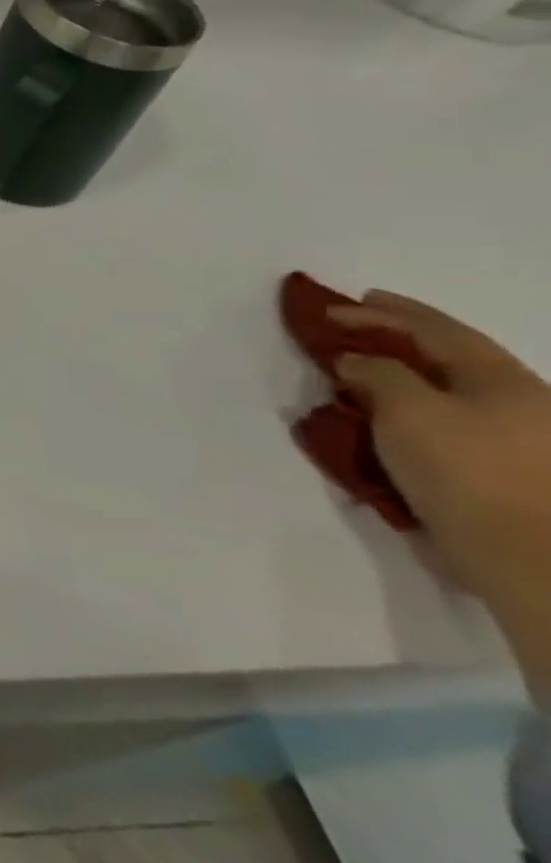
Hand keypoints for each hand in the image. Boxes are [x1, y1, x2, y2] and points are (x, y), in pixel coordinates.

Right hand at [332, 292, 550, 620]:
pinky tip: (383, 420)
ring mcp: (516, 442)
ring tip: (359, 377)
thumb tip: (355, 360)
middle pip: (448, 360)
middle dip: (397, 342)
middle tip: (352, 332)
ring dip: (401, 379)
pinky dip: (407, 415)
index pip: (436, 330)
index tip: (335, 306)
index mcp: (502, 379)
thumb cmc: (466, 470)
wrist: (527, 557)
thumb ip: (377, 374)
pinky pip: (444, 428)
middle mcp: (518, 402)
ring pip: (448, 395)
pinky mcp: (500, 475)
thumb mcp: (407, 410)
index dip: (384, 313)